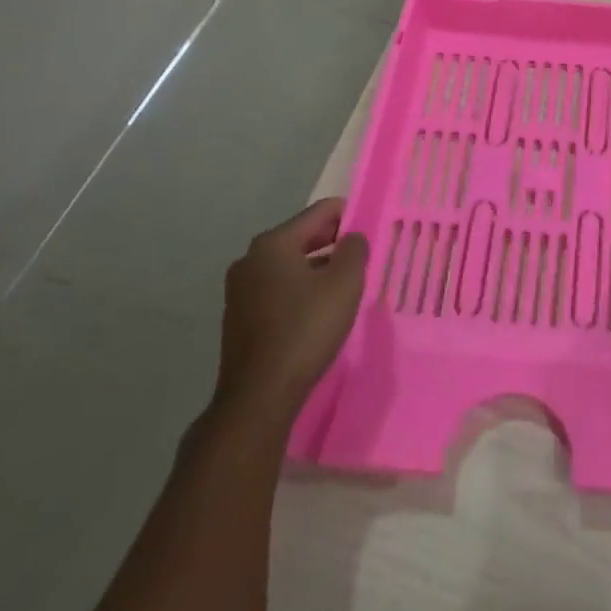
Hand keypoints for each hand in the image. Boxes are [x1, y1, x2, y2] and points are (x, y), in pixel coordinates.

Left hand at [213, 198, 367, 427]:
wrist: (258, 399)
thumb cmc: (305, 330)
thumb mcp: (344, 283)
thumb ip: (355, 249)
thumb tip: (352, 238)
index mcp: (273, 243)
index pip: (321, 212)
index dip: (350, 216)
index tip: (371, 233)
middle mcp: (251, 259)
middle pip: (303, 236)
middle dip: (334, 244)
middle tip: (361, 260)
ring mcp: (240, 290)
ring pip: (290, 265)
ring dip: (317, 269)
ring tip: (343, 288)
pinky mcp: (238, 318)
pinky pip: (277, 289)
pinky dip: (299, 291)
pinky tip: (317, 312)